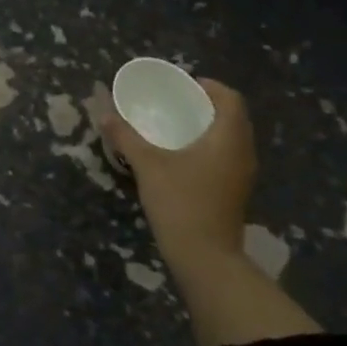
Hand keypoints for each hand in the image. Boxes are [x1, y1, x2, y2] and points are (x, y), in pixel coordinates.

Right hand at [99, 80, 254, 276]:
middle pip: (233, 117)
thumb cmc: (181, 202)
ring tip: (178, 127)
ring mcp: (242, 176)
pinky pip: (227, 157)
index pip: (230, 98)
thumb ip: (126, 136)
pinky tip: (184, 157)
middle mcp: (243, 152)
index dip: (210, 86)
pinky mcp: (235, 193)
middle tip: (177, 103)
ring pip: (232, 139)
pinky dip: (210, 148)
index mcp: (228, 138)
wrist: (206, 260)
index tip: (185, 86)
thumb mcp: (147, 165)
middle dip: (208, 106)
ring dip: (209, 128)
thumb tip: (103, 112)